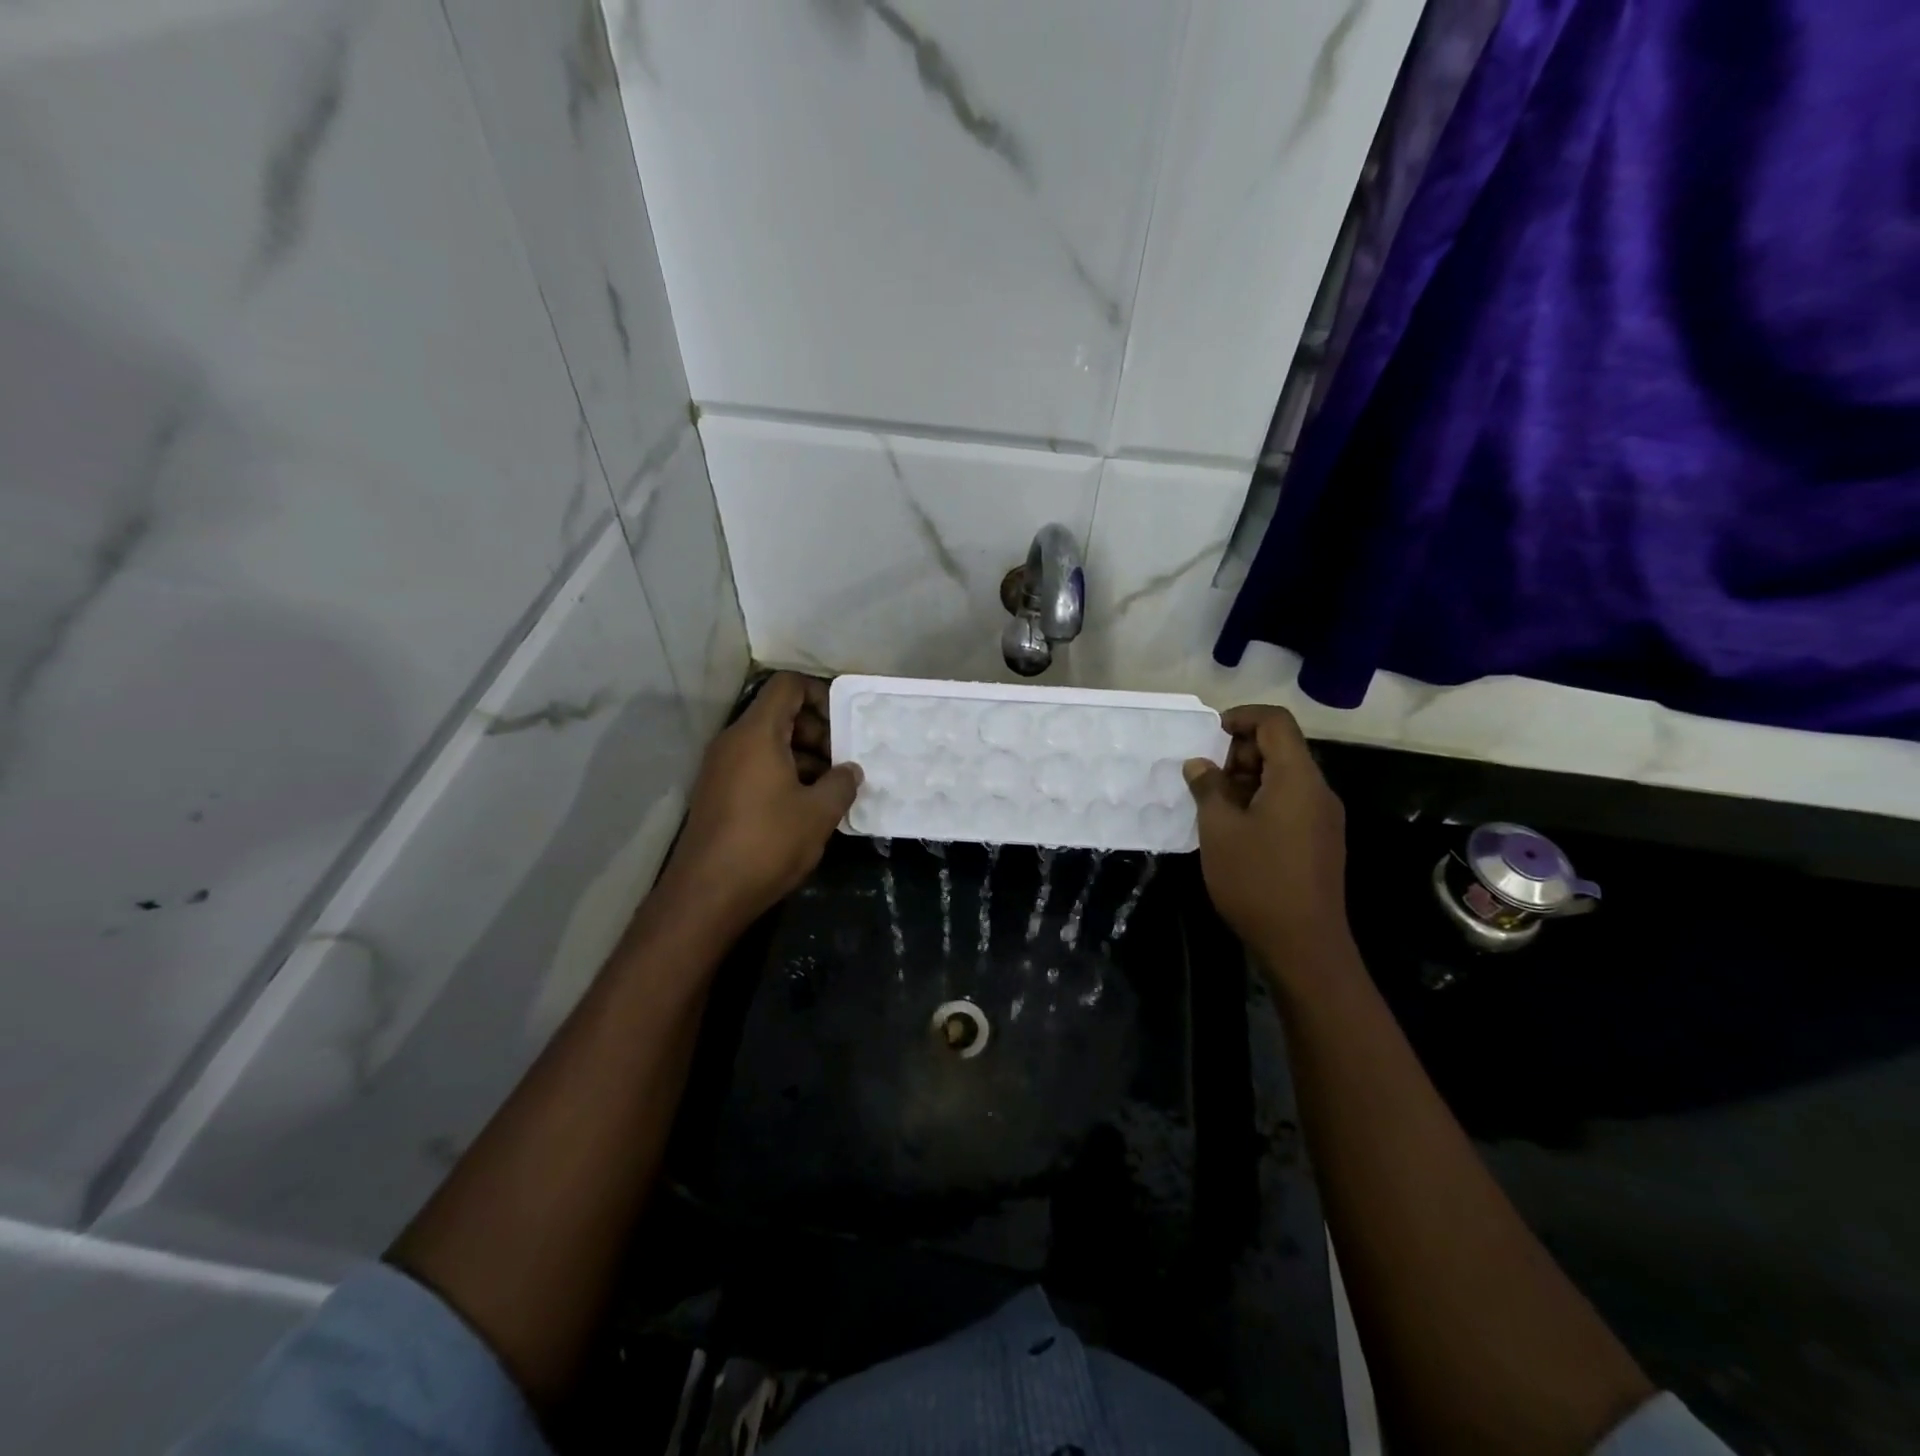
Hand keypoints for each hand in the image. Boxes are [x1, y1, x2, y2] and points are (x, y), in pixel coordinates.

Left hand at [656, 673, 860, 937]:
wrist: (706, 895)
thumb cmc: (767, 843)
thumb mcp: (818, 813)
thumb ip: (842, 783)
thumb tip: (851, 770)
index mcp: (756, 734)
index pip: (787, 686)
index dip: (820, 695)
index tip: (844, 726)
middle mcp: (733, 742)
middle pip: (779, 714)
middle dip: (817, 732)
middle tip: (843, 763)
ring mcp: (721, 768)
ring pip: (769, 743)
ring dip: (803, 757)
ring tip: (831, 789)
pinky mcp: (717, 793)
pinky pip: (755, 766)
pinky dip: (783, 774)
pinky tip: (805, 807)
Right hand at [1183, 705, 1350, 977]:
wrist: (1304, 946)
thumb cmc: (1257, 880)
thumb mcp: (1219, 830)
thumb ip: (1208, 788)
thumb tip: (1199, 764)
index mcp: (1297, 779)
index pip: (1276, 723)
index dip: (1242, 717)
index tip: (1210, 734)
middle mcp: (1318, 791)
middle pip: (1282, 748)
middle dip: (1240, 754)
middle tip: (1207, 782)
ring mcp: (1323, 818)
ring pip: (1284, 778)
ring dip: (1248, 781)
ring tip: (1215, 809)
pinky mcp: (1321, 842)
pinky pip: (1290, 803)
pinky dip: (1261, 802)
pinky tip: (1236, 831)